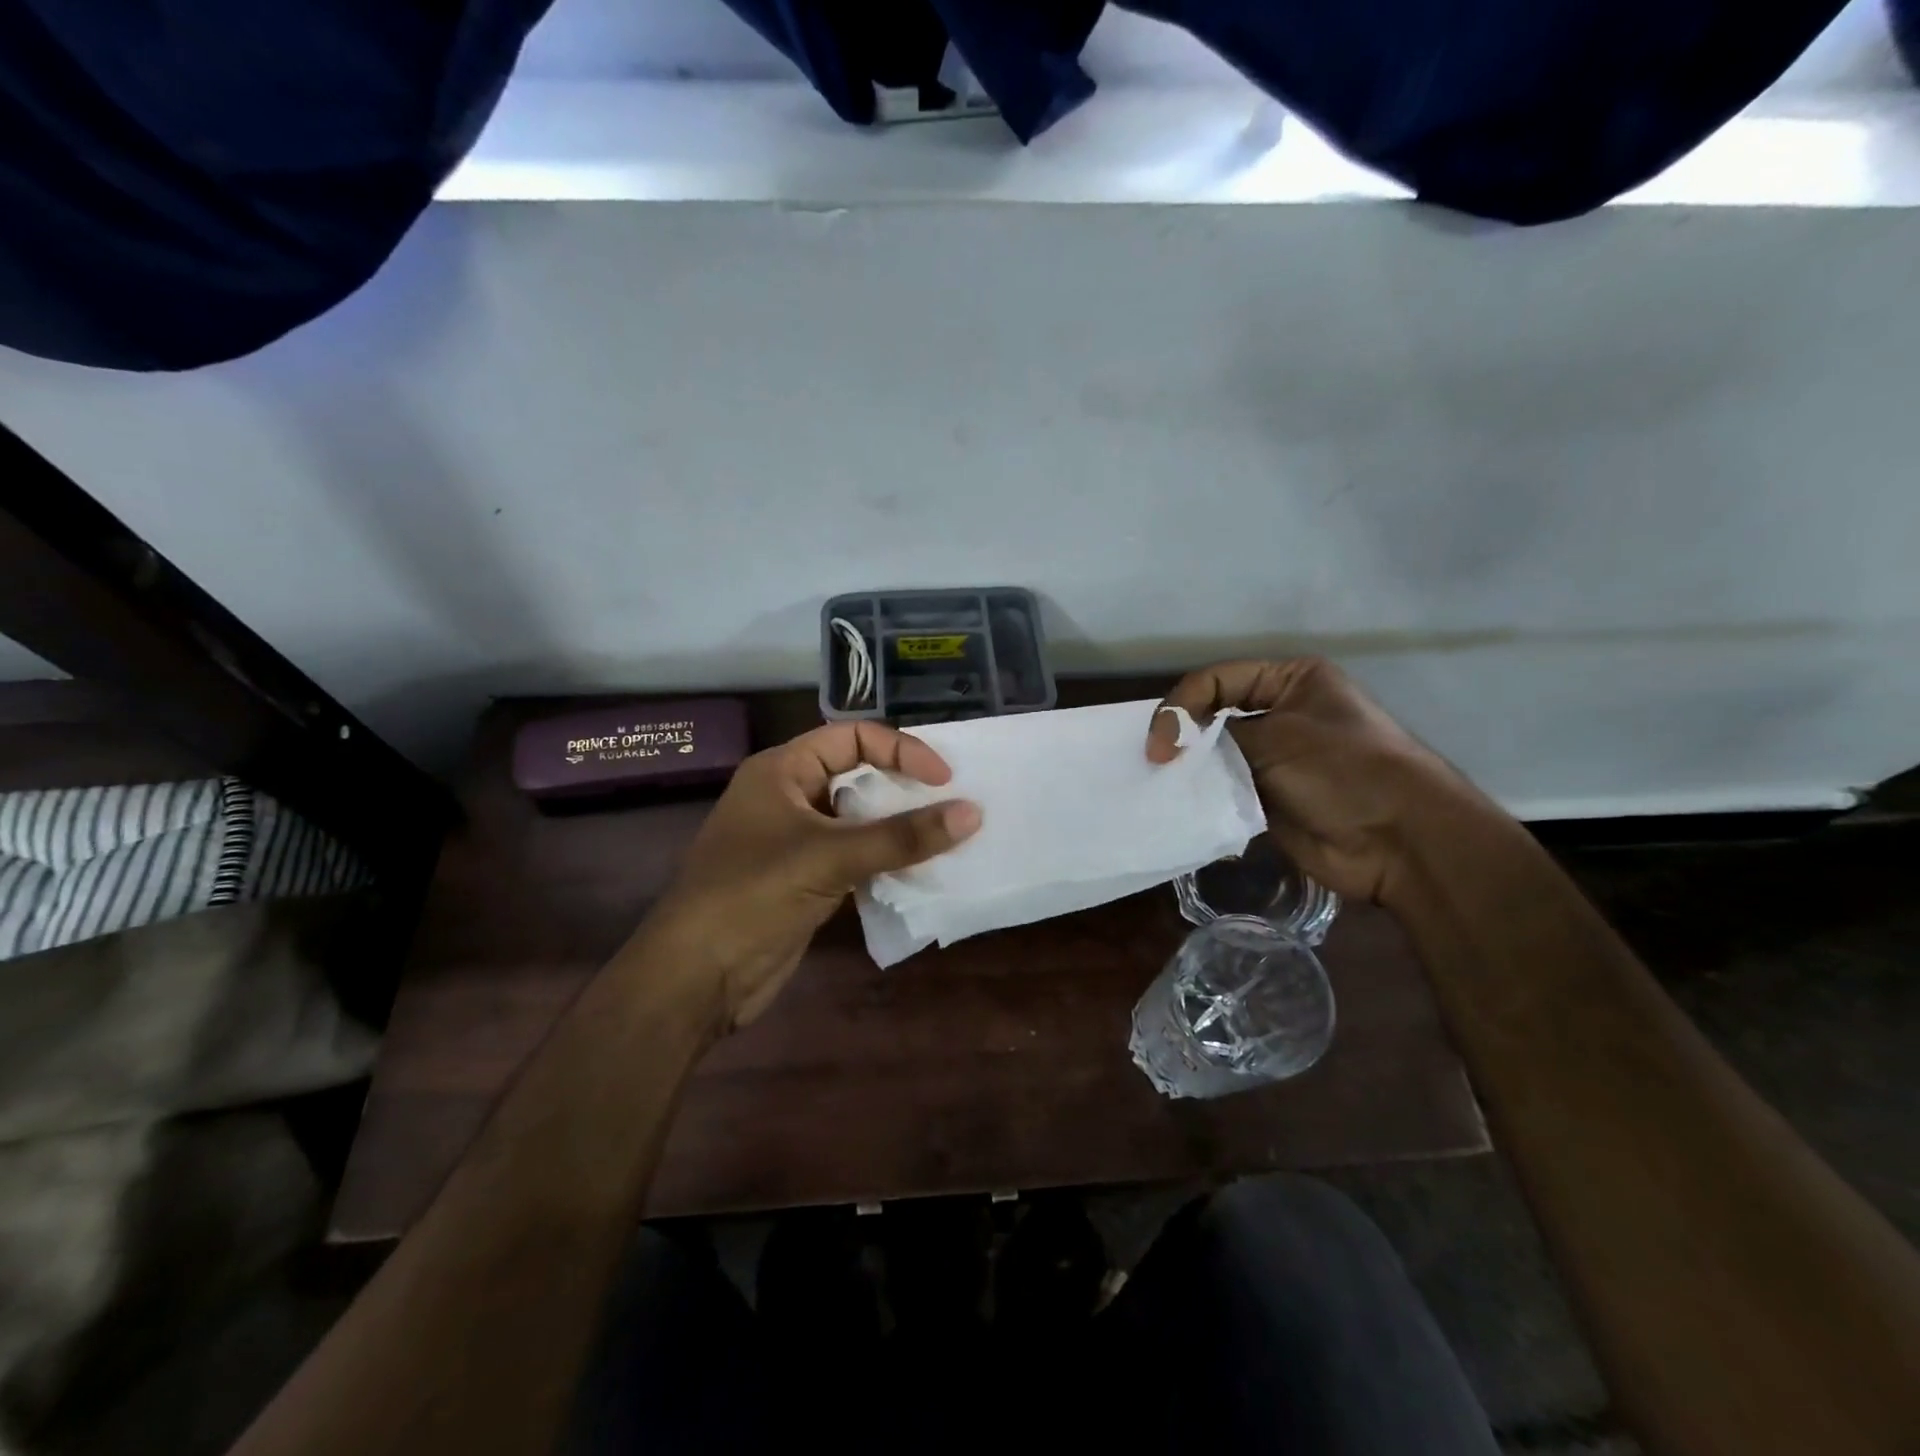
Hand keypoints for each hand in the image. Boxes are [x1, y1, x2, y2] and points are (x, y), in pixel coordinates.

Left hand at [639, 721, 980, 1029]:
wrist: (696, 978)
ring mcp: (796, 841)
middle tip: (952, 803)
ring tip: (946, 837)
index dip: (900, 750)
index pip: (851, 738)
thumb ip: (901, 836)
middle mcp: (788, 797)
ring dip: (898, 828)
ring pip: (858, 820)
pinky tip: (919, 872)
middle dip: (903, 788)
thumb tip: (972, 813)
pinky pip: (855, 857)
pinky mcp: (805, 880)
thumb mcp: (829, 857)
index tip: (944, 778)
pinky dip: (885, 860)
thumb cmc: (753, 895)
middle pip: (856, 776)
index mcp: (781, 770)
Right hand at [1145, 657, 1485, 905]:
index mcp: (1292, 681)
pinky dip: (1203, 798)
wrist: (1400, 842)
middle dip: (1182, 738)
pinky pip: (1224, 792)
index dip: (1182, 706)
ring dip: (1190, 770)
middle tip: (1154, 765)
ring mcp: (1276, 759)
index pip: (1218, 680)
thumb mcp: (1277, 739)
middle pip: (1213, 716)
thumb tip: (1174, 747)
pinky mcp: (1269, 799)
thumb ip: (1216, 735)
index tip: (1160, 746)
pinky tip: (1181, 806)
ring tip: (1160, 786)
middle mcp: (1282, 714)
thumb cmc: (1344, 771)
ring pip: (1215, 757)